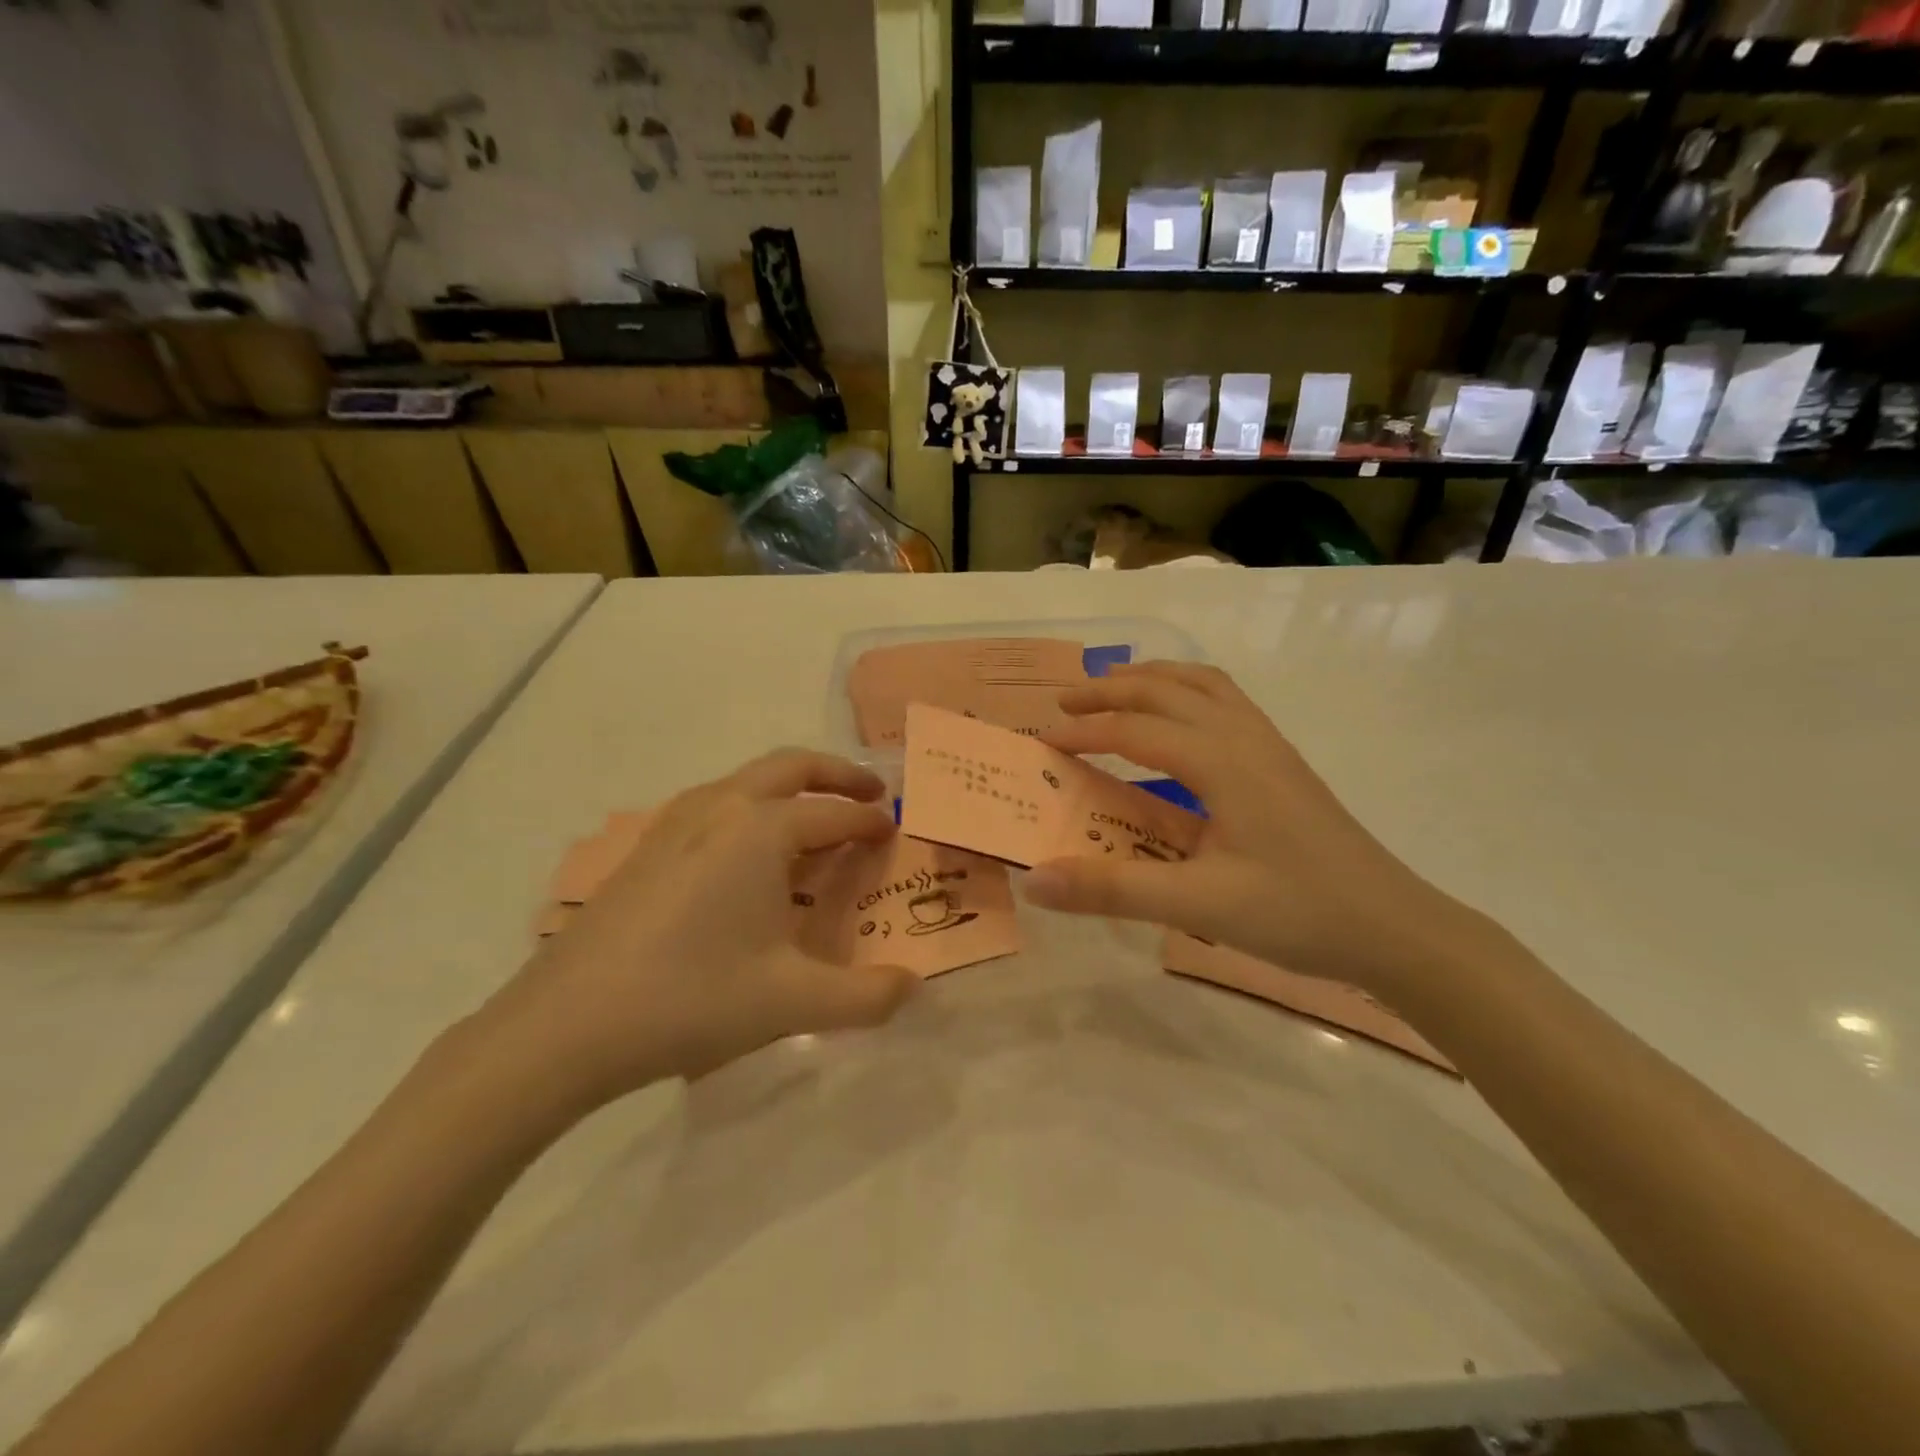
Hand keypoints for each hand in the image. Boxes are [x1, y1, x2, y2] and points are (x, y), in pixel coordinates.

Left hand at [474, 751, 917, 1110]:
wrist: (565, 1025)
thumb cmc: (691, 1000)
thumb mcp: (792, 1003)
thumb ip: (866, 996)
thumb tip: (914, 987)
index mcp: (761, 830)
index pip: (833, 815)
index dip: (868, 823)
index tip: (893, 831)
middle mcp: (721, 808)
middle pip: (790, 766)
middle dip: (836, 774)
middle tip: (869, 794)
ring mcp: (675, 822)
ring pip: (746, 780)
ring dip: (790, 787)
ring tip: (813, 821)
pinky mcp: (646, 847)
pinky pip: (714, 804)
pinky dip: (750, 808)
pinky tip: (747, 856)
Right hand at [1025, 663, 1478, 993]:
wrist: (1395, 928)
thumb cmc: (1298, 913)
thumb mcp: (1197, 906)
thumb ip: (1112, 888)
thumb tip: (1033, 880)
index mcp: (1222, 762)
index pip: (1136, 730)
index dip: (1085, 732)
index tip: (1043, 744)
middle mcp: (1244, 738)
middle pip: (1168, 689)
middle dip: (1111, 689)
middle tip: (1065, 704)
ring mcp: (1270, 746)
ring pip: (1203, 685)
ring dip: (1153, 680)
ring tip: (1114, 692)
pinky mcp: (1283, 762)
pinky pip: (1227, 703)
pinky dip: (1187, 693)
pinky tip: (1179, 725)